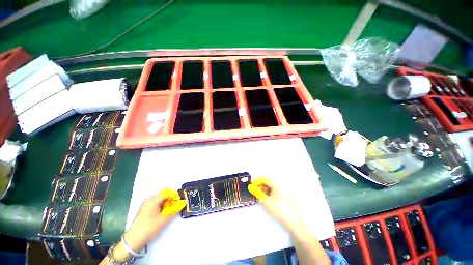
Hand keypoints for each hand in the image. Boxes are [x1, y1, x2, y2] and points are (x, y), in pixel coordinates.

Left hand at [124, 188, 185, 250]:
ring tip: (168, 212)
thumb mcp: (164, 219)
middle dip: (171, 200)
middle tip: (174, 209)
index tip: (179, 203)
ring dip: (166, 203)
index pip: (168, 192)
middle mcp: (149, 199)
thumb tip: (183, 203)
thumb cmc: (149, 228)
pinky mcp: (145, 208)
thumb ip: (175, 209)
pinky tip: (162, 214)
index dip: (175, 196)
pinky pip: (156, 203)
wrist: (133, 240)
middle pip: (164, 195)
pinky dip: (161, 206)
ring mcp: (146, 203)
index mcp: (153, 199)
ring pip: (161, 199)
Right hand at [248, 177, 304, 232]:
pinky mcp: (286, 195)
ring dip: (265, 189)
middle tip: (256, 192)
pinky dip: (271, 192)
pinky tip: (269, 199)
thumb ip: (257, 192)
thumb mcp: (266, 201)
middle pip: (269, 181)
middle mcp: (281, 184)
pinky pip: (276, 190)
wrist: (294, 222)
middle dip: (261, 185)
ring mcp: (285, 190)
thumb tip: (251, 187)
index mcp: (277, 184)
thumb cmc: (279, 210)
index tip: (251, 186)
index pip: (265, 178)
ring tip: (262, 196)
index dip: (257, 181)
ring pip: (272, 186)